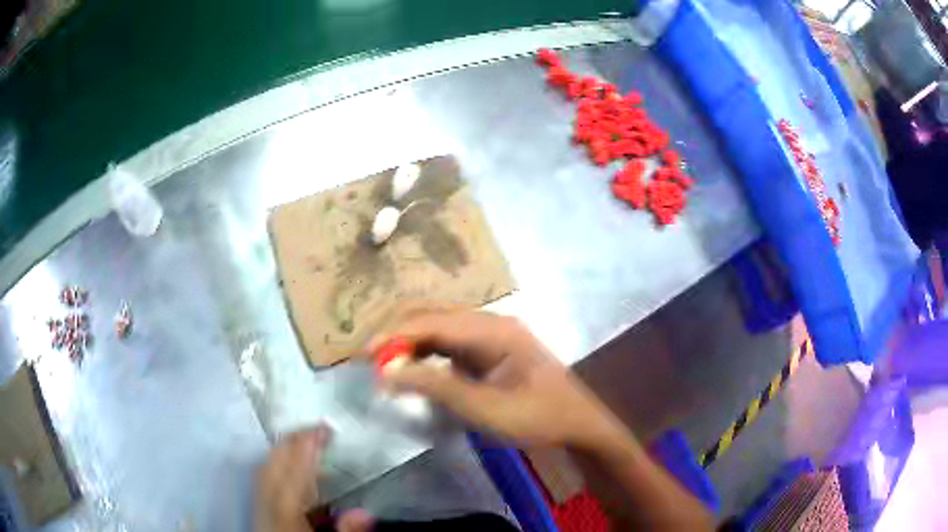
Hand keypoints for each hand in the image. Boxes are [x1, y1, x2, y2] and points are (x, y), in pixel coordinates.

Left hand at [255, 426, 373, 531]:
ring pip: (265, 469)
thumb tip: (363, 513)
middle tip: (317, 428)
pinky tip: (286, 469)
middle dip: (293, 442)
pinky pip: (263, 480)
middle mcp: (269, 505)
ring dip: (283, 450)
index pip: (296, 473)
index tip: (326, 428)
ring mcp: (260, 508)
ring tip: (303, 441)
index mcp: (287, 514)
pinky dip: (275, 465)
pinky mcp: (259, 514)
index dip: (309, 447)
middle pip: (275, 465)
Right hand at [367, 307, 627, 449]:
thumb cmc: (537, 417)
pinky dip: (426, 353)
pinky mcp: (490, 350)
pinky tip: (413, 367)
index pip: (433, 322)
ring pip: (439, 328)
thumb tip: (389, 371)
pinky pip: (450, 343)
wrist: (578, 424)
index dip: (395, 335)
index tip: (364, 354)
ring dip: (410, 342)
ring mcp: (491, 335)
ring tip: (383, 363)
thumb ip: (436, 386)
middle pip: (433, 317)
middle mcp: (490, 323)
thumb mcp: (485, 408)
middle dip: (398, 334)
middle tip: (368, 357)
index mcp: (494, 330)